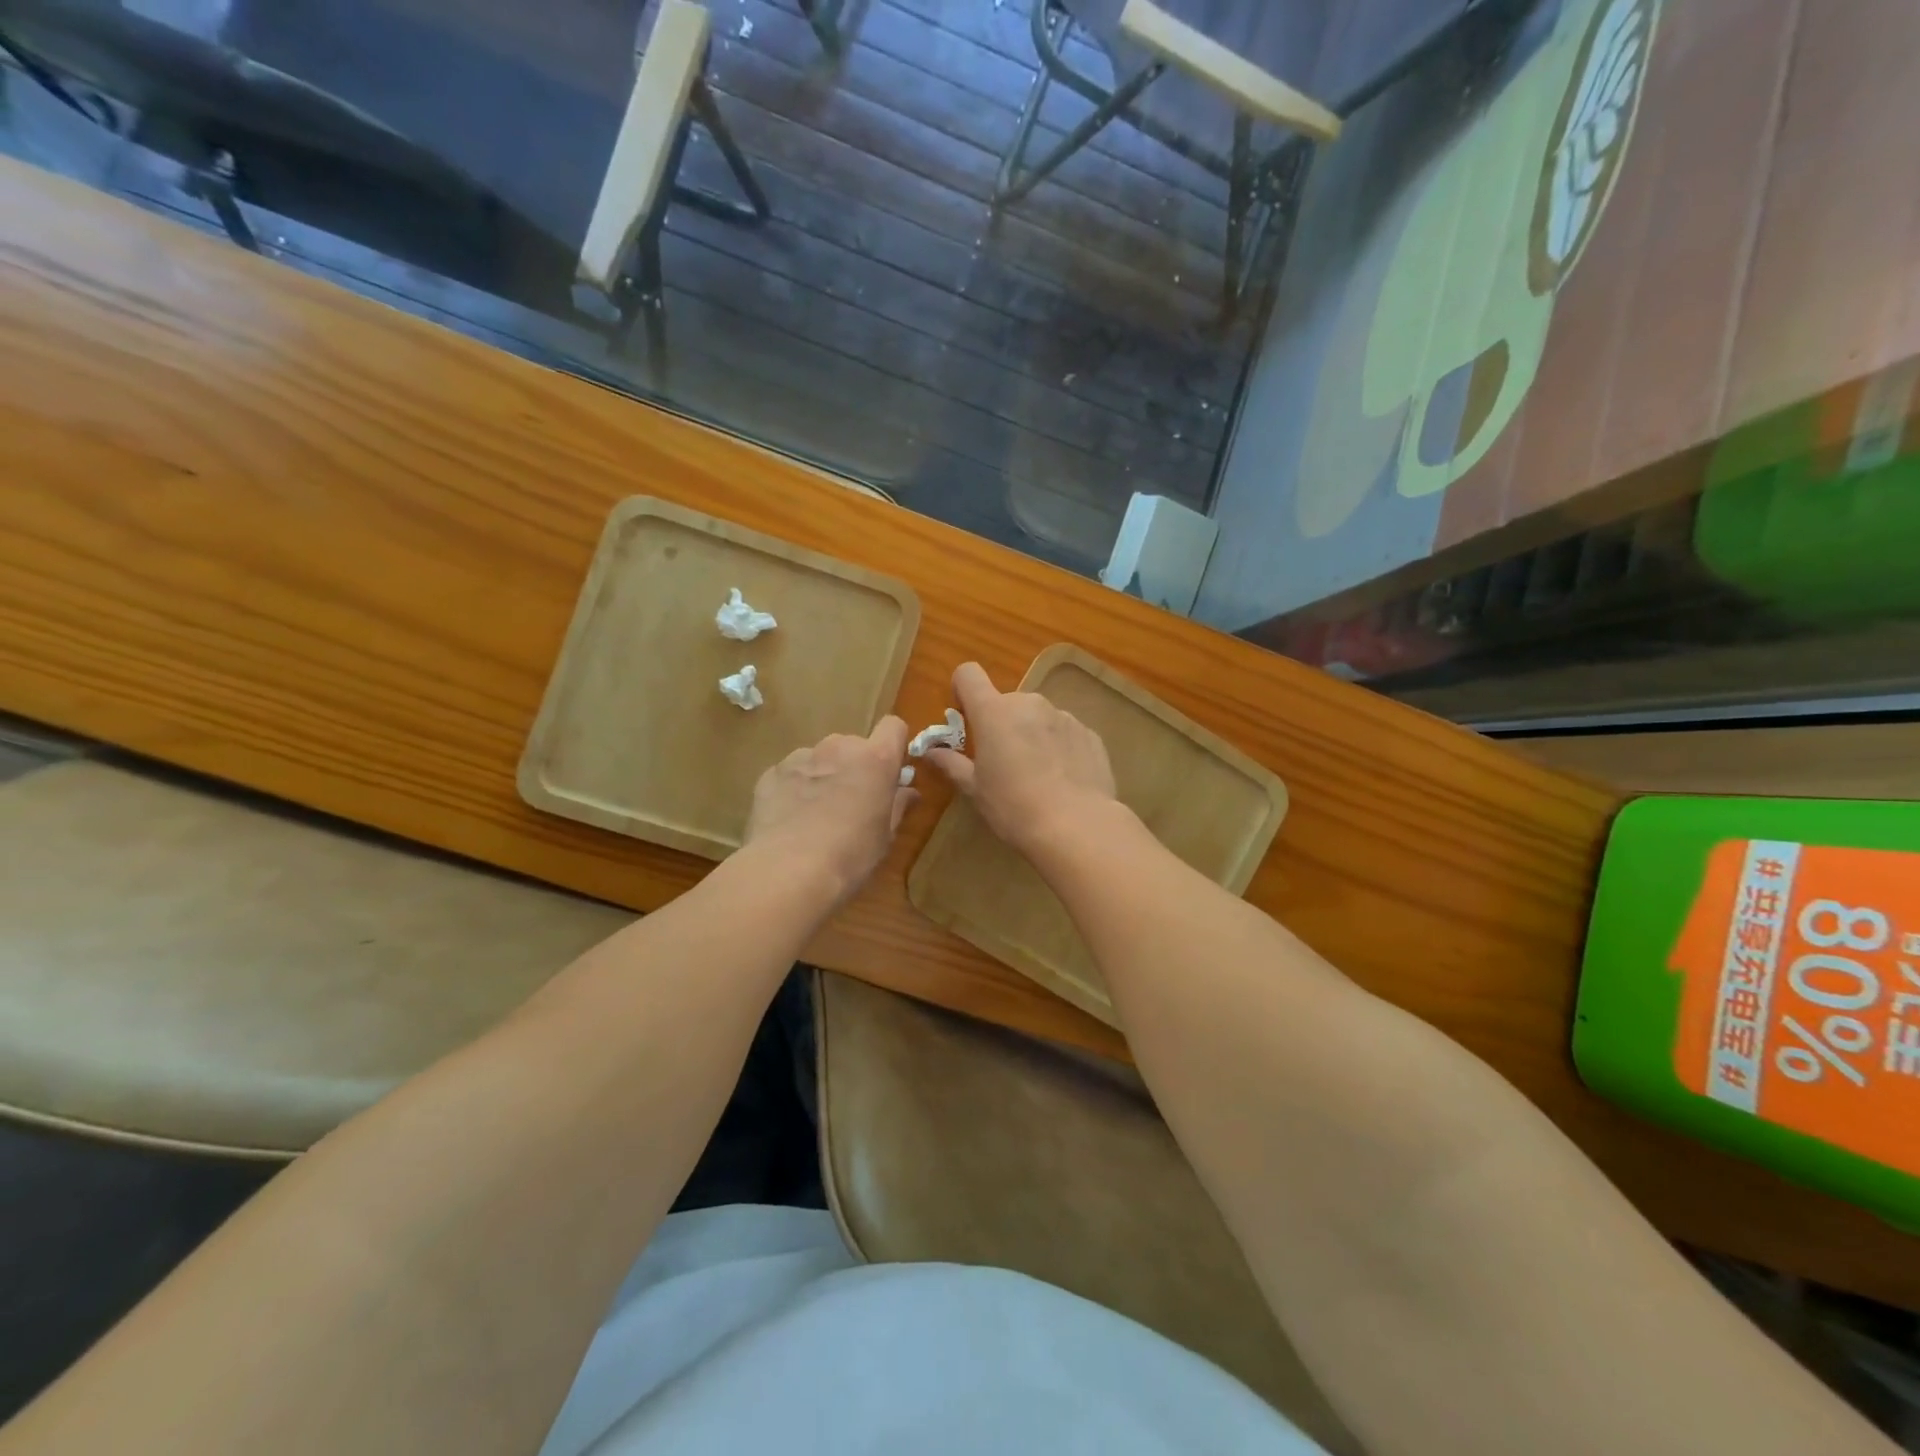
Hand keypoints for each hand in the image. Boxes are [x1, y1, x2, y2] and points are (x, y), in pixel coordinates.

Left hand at [743, 717, 916, 903]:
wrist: (788, 871)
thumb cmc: (851, 855)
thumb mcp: (885, 836)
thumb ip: (898, 806)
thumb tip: (909, 791)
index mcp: (876, 759)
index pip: (893, 727)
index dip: (894, 745)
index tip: (891, 771)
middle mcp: (839, 748)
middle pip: (854, 745)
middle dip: (855, 766)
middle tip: (852, 802)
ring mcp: (801, 757)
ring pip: (820, 758)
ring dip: (824, 775)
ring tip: (816, 813)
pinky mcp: (771, 773)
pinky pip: (791, 773)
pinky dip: (795, 788)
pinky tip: (791, 820)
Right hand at [925, 662, 1116, 854]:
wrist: (1077, 826)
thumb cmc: (1014, 807)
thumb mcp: (975, 790)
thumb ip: (952, 764)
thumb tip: (931, 751)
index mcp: (994, 712)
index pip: (969, 674)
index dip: (963, 690)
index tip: (965, 718)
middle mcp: (1029, 703)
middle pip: (1005, 702)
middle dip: (1000, 724)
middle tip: (1002, 763)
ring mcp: (1063, 716)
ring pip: (1037, 717)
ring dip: (1031, 734)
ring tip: (1037, 775)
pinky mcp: (1089, 733)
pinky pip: (1064, 732)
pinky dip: (1058, 747)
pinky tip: (1062, 780)